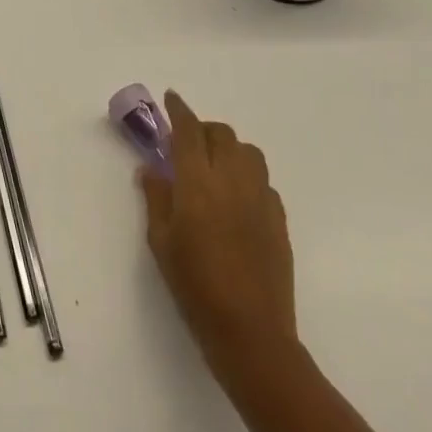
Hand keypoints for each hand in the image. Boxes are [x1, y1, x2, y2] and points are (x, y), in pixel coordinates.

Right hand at [140, 91, 295, 383]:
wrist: (251, 333)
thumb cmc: (195, 286)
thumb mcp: (161, 241)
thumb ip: (156, 197)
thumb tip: (151, 169)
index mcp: (198, 182)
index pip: (188, 130)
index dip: (178, 110)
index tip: (170, 98)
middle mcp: (232, 180)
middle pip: (221, 134)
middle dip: (203, 130)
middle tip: (186, 144)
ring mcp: (260, 198)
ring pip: (248, 152)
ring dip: (229, 149)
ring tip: (214, 168)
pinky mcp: (279, 219)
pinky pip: (263, 181)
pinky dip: (246, 176)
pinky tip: (235, 199)